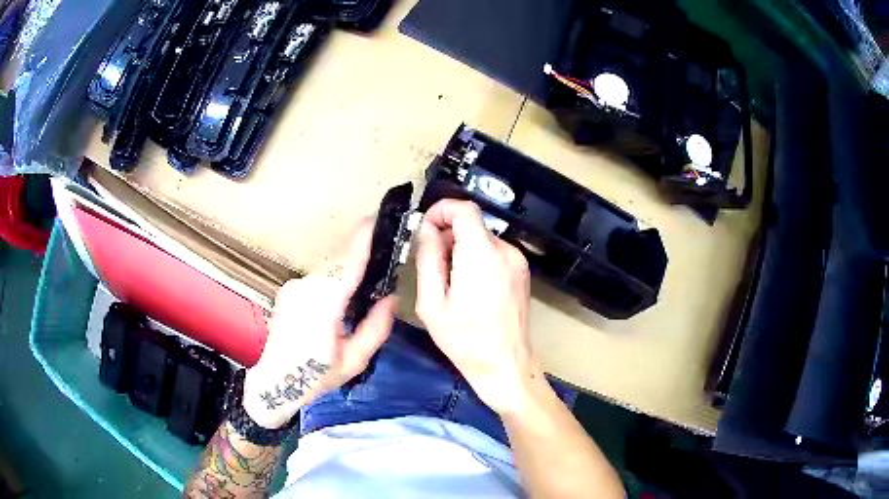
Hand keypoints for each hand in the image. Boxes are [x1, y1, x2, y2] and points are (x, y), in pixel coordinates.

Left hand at [243, 221, 396, 428]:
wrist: (273, 382)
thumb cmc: (315, 376)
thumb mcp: (354, 361)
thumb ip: (376, 328)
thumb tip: (392, 298)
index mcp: (325, 305)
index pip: (349, 263)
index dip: (363, 239)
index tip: (377, 219)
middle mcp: (307, 287)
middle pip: (341, 267)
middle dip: (360, 268)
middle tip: (377, 286)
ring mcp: (294, 287)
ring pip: (329, 274)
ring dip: (344, 281)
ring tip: (351, 309)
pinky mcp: (288, 290)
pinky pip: (317, 281)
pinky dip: (329, 288)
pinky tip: (330, 313)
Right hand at [415, 200, 539, 415]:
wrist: (505, 365)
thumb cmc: (465, 341)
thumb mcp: (432, 304)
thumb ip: (428, 260)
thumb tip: (426, 230)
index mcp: (482, 255)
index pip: (464, 209)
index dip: (441, 210)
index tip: (425, 228)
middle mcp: (505, 251)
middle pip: (472, 224)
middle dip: (447, 235)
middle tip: (431, 265)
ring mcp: (517, 261)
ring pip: (482, 238)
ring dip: (461, 249)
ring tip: (450, 284)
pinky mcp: (521, 271)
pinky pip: (493, 252)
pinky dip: (476, 258)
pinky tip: (469, 288)